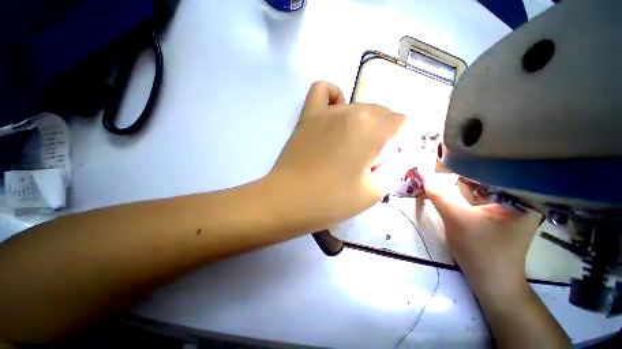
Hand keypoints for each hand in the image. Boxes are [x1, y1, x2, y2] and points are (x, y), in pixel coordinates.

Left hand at [266, 81, 404, 230]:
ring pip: (359, 107)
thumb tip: (402, 153)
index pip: (404, 123)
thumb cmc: (331, 200)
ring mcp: (326, 111)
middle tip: (371, 161)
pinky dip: (335, 99)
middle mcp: (351, 111)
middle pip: (382, 114)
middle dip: (385, 136)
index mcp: (370, 128)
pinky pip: (324, 91)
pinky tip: (335, 116)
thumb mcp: (374, 191)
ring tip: (353, 147)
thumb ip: (395, 167)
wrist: (288, 201)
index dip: (403, 142)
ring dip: (365, 125)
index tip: (392, 161)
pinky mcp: (307, 116)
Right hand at [421, 171, 541, 299]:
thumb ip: (439, 194)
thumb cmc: (481, 252)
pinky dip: (466, 191)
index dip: (470, 159)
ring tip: (445, 169)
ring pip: (484, 185)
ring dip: (464, 181)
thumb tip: (421, 173)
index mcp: (523, 196)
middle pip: (490, 175)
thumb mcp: (456, 219)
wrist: (491, 282)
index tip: (448, 153)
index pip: (497, 167)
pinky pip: (482, 195)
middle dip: (465, 170)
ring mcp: (511, 205)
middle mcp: (522, 196)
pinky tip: (453, 186)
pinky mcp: (500, 212)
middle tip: (442, 159)